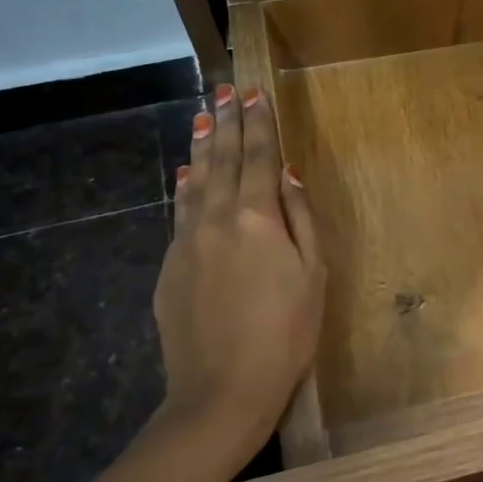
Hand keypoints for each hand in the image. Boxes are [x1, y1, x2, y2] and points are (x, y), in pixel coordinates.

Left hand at [152, 83, 324, 460]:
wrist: (221, 391)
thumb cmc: (285, 334)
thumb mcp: (312, 275)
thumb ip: (300, 218)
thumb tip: (287, 174)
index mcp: (257, 218)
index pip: (258, 158)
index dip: (258, 124)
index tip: (253, 93)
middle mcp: (217, 219)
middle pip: (222, 161)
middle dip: (225, 123)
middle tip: (223, 90)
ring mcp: (187, 242)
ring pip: (195, 182)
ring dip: (202, 148)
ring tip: (202, 118)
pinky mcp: (170, 267)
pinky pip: (180, 213)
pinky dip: (185, 188)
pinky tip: (186, 175)